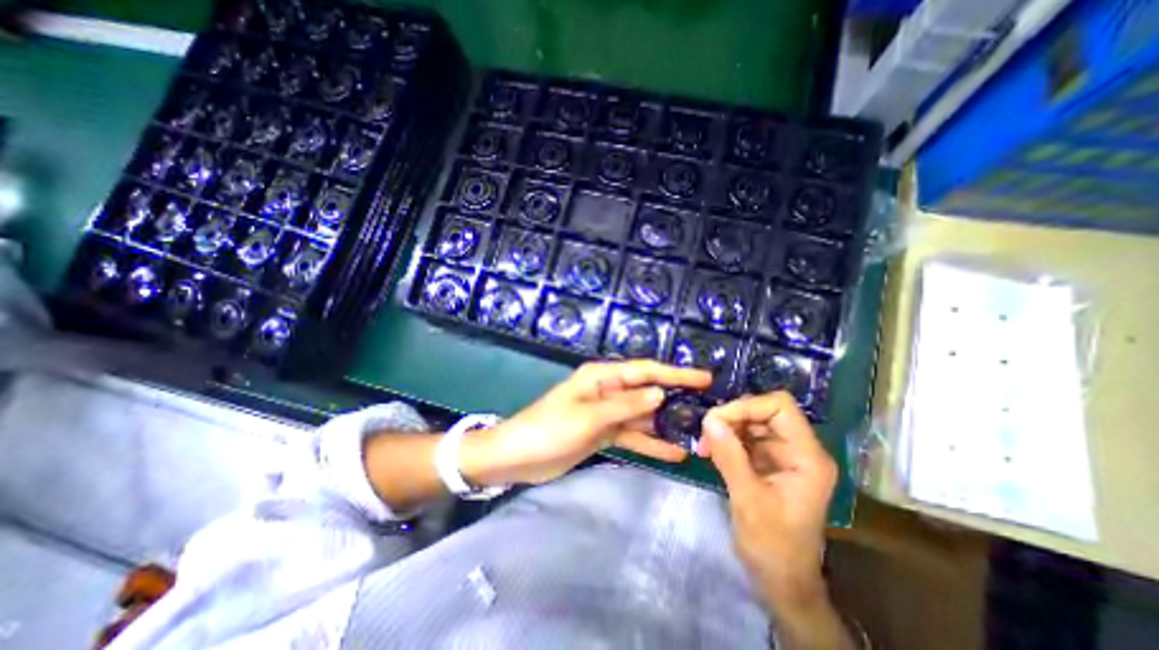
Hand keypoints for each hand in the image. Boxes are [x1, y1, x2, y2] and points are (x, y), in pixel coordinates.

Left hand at [462, 360, 716, 487]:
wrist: (517, 456)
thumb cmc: (549, 429)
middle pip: (647, 392)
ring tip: (697, 435)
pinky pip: (632, 434)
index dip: (675, 374)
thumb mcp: (588, 416)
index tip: (704, 379)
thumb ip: (625, 405)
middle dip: (675, 400)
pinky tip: (674, 453)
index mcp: (601, 376)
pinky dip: (650, 443)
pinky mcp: (603, 433)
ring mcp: (607, 413)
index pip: (645, 371)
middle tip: (707, 410)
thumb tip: (660, 393)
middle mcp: (607, 390)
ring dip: (665, 424)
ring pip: (642, 415)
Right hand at [698, 390, 832, 609]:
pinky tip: (710, 450)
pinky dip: (726, 439)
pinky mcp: (768, 462)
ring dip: (726, 428)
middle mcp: (799, 449)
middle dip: (732, 417)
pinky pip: (745, 437)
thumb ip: (730, 457)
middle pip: (764, 411)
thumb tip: (709, 419)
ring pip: (752, 422)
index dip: (748, 406)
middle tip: (705, 432)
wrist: (781, 580)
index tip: (717, 419)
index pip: (780, 407)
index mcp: (807, 457)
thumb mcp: (748, 500)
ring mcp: (783, 455)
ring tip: (704, 444)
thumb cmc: (773, 546)